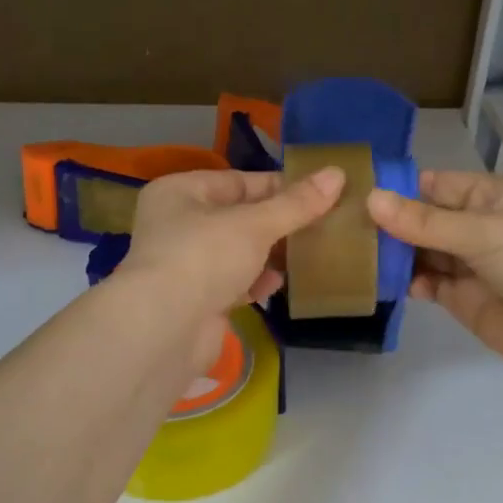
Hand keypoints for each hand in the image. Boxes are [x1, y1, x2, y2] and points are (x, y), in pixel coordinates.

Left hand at [119, 167, 343, 370]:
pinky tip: (277, 285)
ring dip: (269, 254)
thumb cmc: (205, 257)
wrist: (165, 329)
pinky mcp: (194, 299)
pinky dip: (254, 282)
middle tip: (321, 225)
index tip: (319, 193)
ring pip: (237, 252)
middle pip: (238, 216)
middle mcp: (177, 224)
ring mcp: (184, 264)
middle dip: (277, 223)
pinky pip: (232, 282)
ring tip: (307, 254)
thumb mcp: (255, 224)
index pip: (238, 181)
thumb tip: (337, 173)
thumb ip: (296, 203)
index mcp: (180, 192)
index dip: (279, 186)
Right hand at [366, 171, 502, 380]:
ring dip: (395, 252)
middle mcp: (480, 226)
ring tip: (353, 249)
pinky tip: (381, 279)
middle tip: (343, 221)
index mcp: (494, 197)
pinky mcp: (461, 298)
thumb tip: (371, 200)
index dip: (403, 187)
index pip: (439, 185)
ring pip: (423, 251)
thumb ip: (425, 221)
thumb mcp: (482, 231)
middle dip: (392, 221)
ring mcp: (470, 264)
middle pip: (427, 219)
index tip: (357, 188)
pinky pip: (427, 282)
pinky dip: (406, 281)